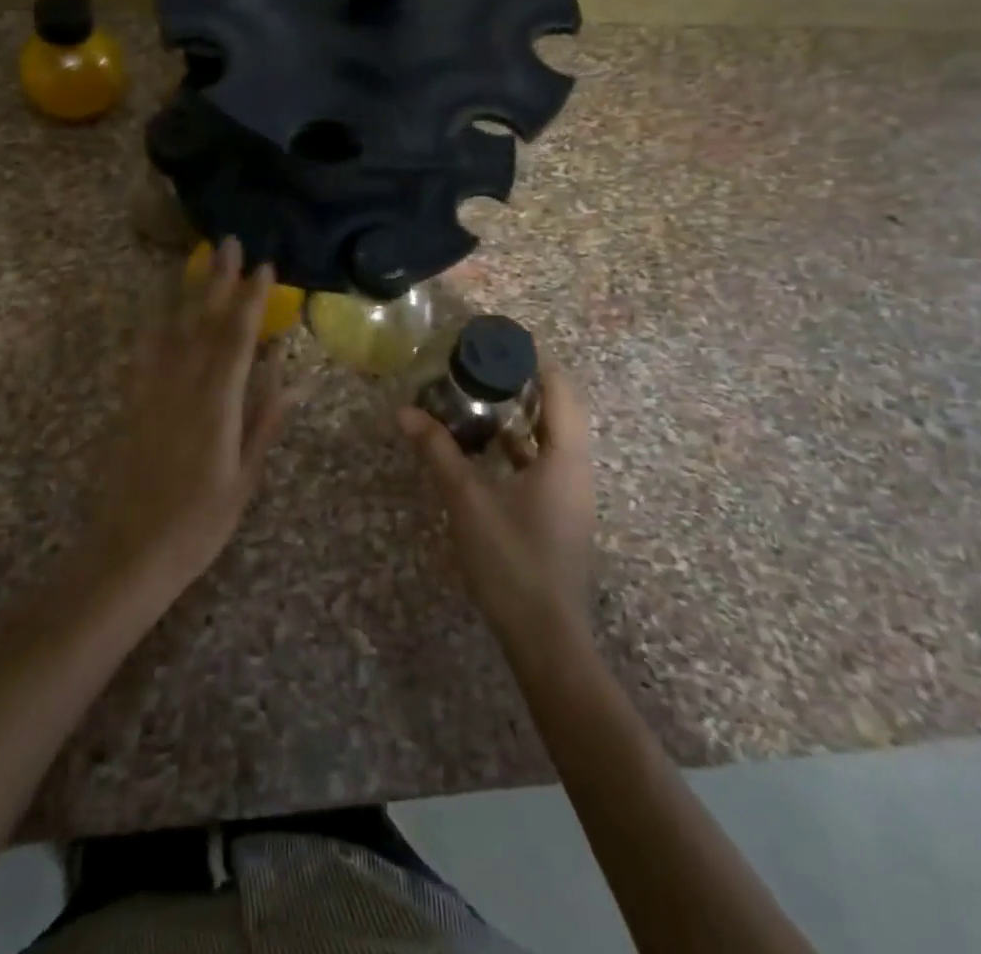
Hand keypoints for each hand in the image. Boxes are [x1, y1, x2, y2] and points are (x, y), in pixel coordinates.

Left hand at [91, 238, 290, 591]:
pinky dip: (154, 326)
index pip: (238, 340)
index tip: (265, 267)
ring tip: (197, 261)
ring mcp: (152, 393)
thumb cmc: (198, 524)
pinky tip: (157, 310)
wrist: (129, 553)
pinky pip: (144, 354)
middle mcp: (182, 387)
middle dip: (219, 281)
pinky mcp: (132, 404)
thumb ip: (263, 422)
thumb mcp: (244, 479)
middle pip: (204, 323)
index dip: (252, 301)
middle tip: (228, 243)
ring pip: (173, 330)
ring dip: (187, 292)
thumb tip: (289, 377)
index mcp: (217, 404)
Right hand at [398, 359, 595, 642]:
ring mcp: (571, 494)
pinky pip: (544, 463)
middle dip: (524, 384)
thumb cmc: (512, 559)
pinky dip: (518, 446)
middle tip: (482, 368)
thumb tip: (404, 412)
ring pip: (551, 438)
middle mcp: (577, 468)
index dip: (534, 360)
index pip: (560, 388)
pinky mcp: (560, 514)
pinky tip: (486, 450)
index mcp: (565, 456)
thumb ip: (438, 451)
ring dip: (520, 416)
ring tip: (480, 399)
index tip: (498, 343)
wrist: (545, 636)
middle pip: (558, 409)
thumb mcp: (468, 499)